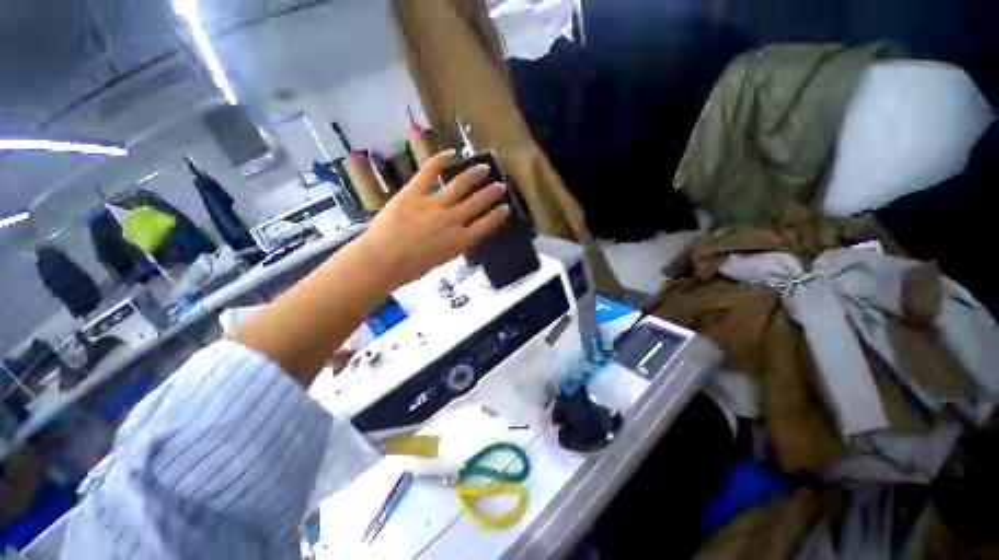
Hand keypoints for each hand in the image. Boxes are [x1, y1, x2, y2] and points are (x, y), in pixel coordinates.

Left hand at [355, 150, 510, 288]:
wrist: (380, 261)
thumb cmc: (410, 269)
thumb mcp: (441, 260)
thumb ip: (453, 244)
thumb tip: (460, 233)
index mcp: (459, 241)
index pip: (486, 225)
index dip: (498, 216)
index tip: (505, 208)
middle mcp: (452, 220)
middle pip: (478, 203)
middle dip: (492, 193)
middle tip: (500, 185)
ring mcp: (434, 204)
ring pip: (460, 184)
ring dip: (475, 175)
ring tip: (484, 167)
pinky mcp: (414, 193)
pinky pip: (429, 172)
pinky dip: (440, 161)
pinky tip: (450, 153)